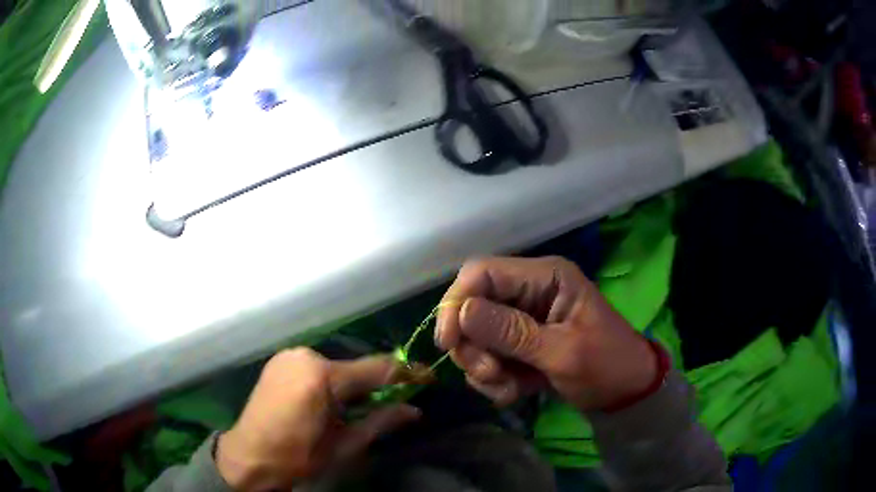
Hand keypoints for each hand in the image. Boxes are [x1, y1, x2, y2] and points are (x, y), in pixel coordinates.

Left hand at [215, 348, 419, 490]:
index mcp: (321, 376)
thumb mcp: (344, 445)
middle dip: (375, 385)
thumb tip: (414, 411)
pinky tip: (326, 402)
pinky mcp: (280, 361)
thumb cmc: (298, 456)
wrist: (249, 456)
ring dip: (351, 385)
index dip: (405, 374)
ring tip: (352, 410)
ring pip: (335, 367)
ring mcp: (289, 356)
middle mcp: (305, 356)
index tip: (426, 379)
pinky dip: (329, 382)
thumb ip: (380, 422)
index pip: (376, 369)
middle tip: (389, 405)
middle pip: (355, 367)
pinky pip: (316, 367)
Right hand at [436, 256, 656, 410]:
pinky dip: (493, 379)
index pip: (481, 273)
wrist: (625, 393)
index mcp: (545, 277)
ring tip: (510, 389)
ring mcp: (522, 319)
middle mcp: (528, 291)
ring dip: (484, 368)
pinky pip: (487, 357)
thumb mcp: (563, 352)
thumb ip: (513, 332)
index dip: (456, 303)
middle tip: (491, 375)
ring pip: (475, 337)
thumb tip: (461, 311)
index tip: (448, 344)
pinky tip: (514, 392)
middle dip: (473, 346)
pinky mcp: (519, 344)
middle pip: (471, 306)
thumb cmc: (607, 366)